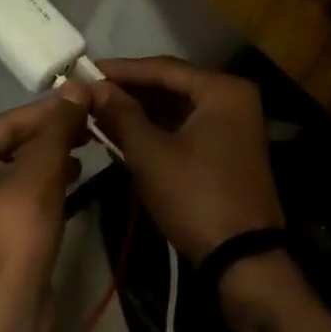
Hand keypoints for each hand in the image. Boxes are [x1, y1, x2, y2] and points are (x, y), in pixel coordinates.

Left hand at [0, 84, 89, 331]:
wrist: (6, 313)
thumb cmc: (15, 231)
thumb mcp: (40, 170)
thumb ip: (58, 127)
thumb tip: (76, 84)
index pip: (12, 120)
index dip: (52, 109)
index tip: (88, 98)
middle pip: (17, 143)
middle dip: (55, 133)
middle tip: (93, 122)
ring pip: (23, 169)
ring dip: (55, 157)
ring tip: (90, 146)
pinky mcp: (0, 235)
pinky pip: (27, 195)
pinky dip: (51, 183)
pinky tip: (76, 179)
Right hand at [89, 57, 281, 265]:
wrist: (244, 263)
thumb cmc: (195, 198)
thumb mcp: (150, 154)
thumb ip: (120, 114)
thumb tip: (94, 87)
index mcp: (222, 90)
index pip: (163, 68)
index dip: (122, 70)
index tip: (86, 70)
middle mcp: (234, 98)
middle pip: (172, 85)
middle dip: (130, 90)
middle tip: (90, 91)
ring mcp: (235, 125)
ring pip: (178, 107)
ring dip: (142, 110)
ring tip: (101, 110)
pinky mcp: (229, 149)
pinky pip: (188, 126)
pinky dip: (158, 127)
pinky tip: (126, 131)